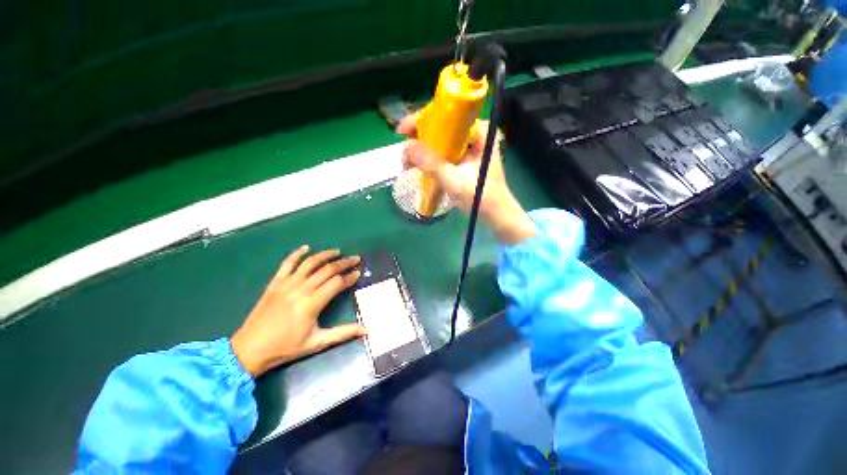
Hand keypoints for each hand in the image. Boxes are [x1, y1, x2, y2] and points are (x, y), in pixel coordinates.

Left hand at [231, 246, 364, 377]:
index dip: (350, 277)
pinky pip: (287, 263)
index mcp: (312, 303)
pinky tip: (306, 248)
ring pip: (310, 263)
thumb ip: (343, 333)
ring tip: (338, 251)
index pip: (337, 283)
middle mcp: (301, 289)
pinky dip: (297, 254)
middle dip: (344, 263)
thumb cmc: (285, 347)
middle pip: (327, 269)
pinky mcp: (275, 283)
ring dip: (326, 255)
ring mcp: (287, 284)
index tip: (358, 273)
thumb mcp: (317, 343)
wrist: (249, 350)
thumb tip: (366, 330)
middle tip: (355, 259)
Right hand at [398, 114, 535, 243]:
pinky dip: (431, 157)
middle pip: (441, 126)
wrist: (496, 214)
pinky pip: (444, 150)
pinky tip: (420, 167)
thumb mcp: (454, 181)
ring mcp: (471, 145)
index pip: (446, 115)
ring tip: (409, 163)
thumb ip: (431, 164)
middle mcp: (475, 132)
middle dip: (419, 138)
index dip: (421, 120)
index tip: (401, 132)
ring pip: (441, 139)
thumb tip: (406, 147)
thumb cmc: (480, 198)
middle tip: (405, 155)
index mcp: (479, 131)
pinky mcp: (467, 156)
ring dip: (423, 149)